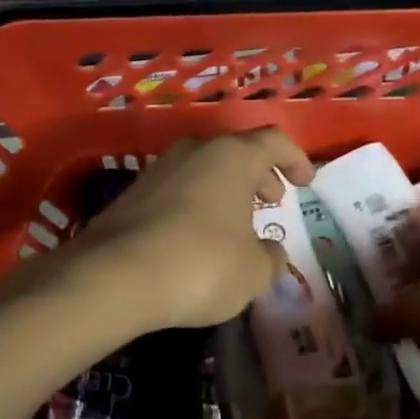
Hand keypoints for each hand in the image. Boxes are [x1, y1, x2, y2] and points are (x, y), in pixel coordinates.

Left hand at [76, 129, 314, 332]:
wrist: (113, 276)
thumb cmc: (201, 265)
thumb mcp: (253, 272)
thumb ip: (270, 258)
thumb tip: (270, 252)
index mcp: (232, 156)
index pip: (274, 142)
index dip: (295, 160)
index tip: (306, 182)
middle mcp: (195, 151)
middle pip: (237, 152)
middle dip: (260, 174)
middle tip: (273, 200)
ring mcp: (159, 169)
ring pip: (205, 169)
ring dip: (227, 190)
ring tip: (238, 222)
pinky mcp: (133, 194)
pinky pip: (179, 190)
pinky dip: (198, 204)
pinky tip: (198, 237)